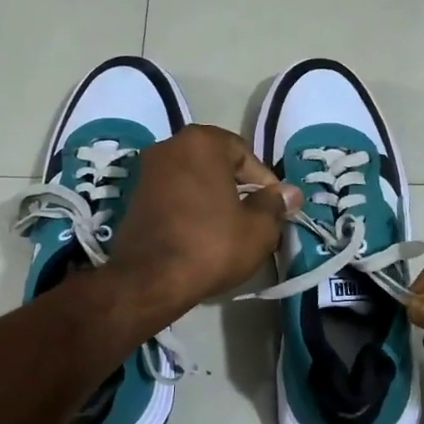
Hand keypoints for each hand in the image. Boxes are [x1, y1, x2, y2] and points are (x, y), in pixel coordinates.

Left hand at [107, 125, 301, 325]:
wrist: (149, 280)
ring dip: (212, 197)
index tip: (273, 208)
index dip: (264, 183)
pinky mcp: (133, 196)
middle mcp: (170, 146)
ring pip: (193, 179)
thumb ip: (275, 204)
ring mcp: (146, 170)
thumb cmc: (210, 245)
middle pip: (216, 163)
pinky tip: (201, 233)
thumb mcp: (258, 228)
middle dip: (237, 187)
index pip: (245, 154)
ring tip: (229, 227)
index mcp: (202, 142)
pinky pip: (173, 194)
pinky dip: (190, 207)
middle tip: (254, 216)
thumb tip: (290, 193)